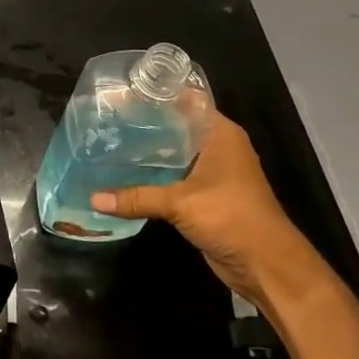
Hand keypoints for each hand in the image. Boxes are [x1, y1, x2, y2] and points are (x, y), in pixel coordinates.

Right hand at [91, 110, 322, 307]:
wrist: (265, 264)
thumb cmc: (231, 217)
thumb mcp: (180, 203)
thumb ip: (136, 197)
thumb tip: (93, 199)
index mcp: (219, 133)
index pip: (185, 100)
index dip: (155, 96)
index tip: (121, 95)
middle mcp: (216, 146)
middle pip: (175, 126)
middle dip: (144, 125)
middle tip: (106, 121)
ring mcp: (212, 172)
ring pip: (172, 154)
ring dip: (146, 153)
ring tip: (108, 145)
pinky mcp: (204, 195)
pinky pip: (173, 178)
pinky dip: (152, 176)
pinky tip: (123, 176)